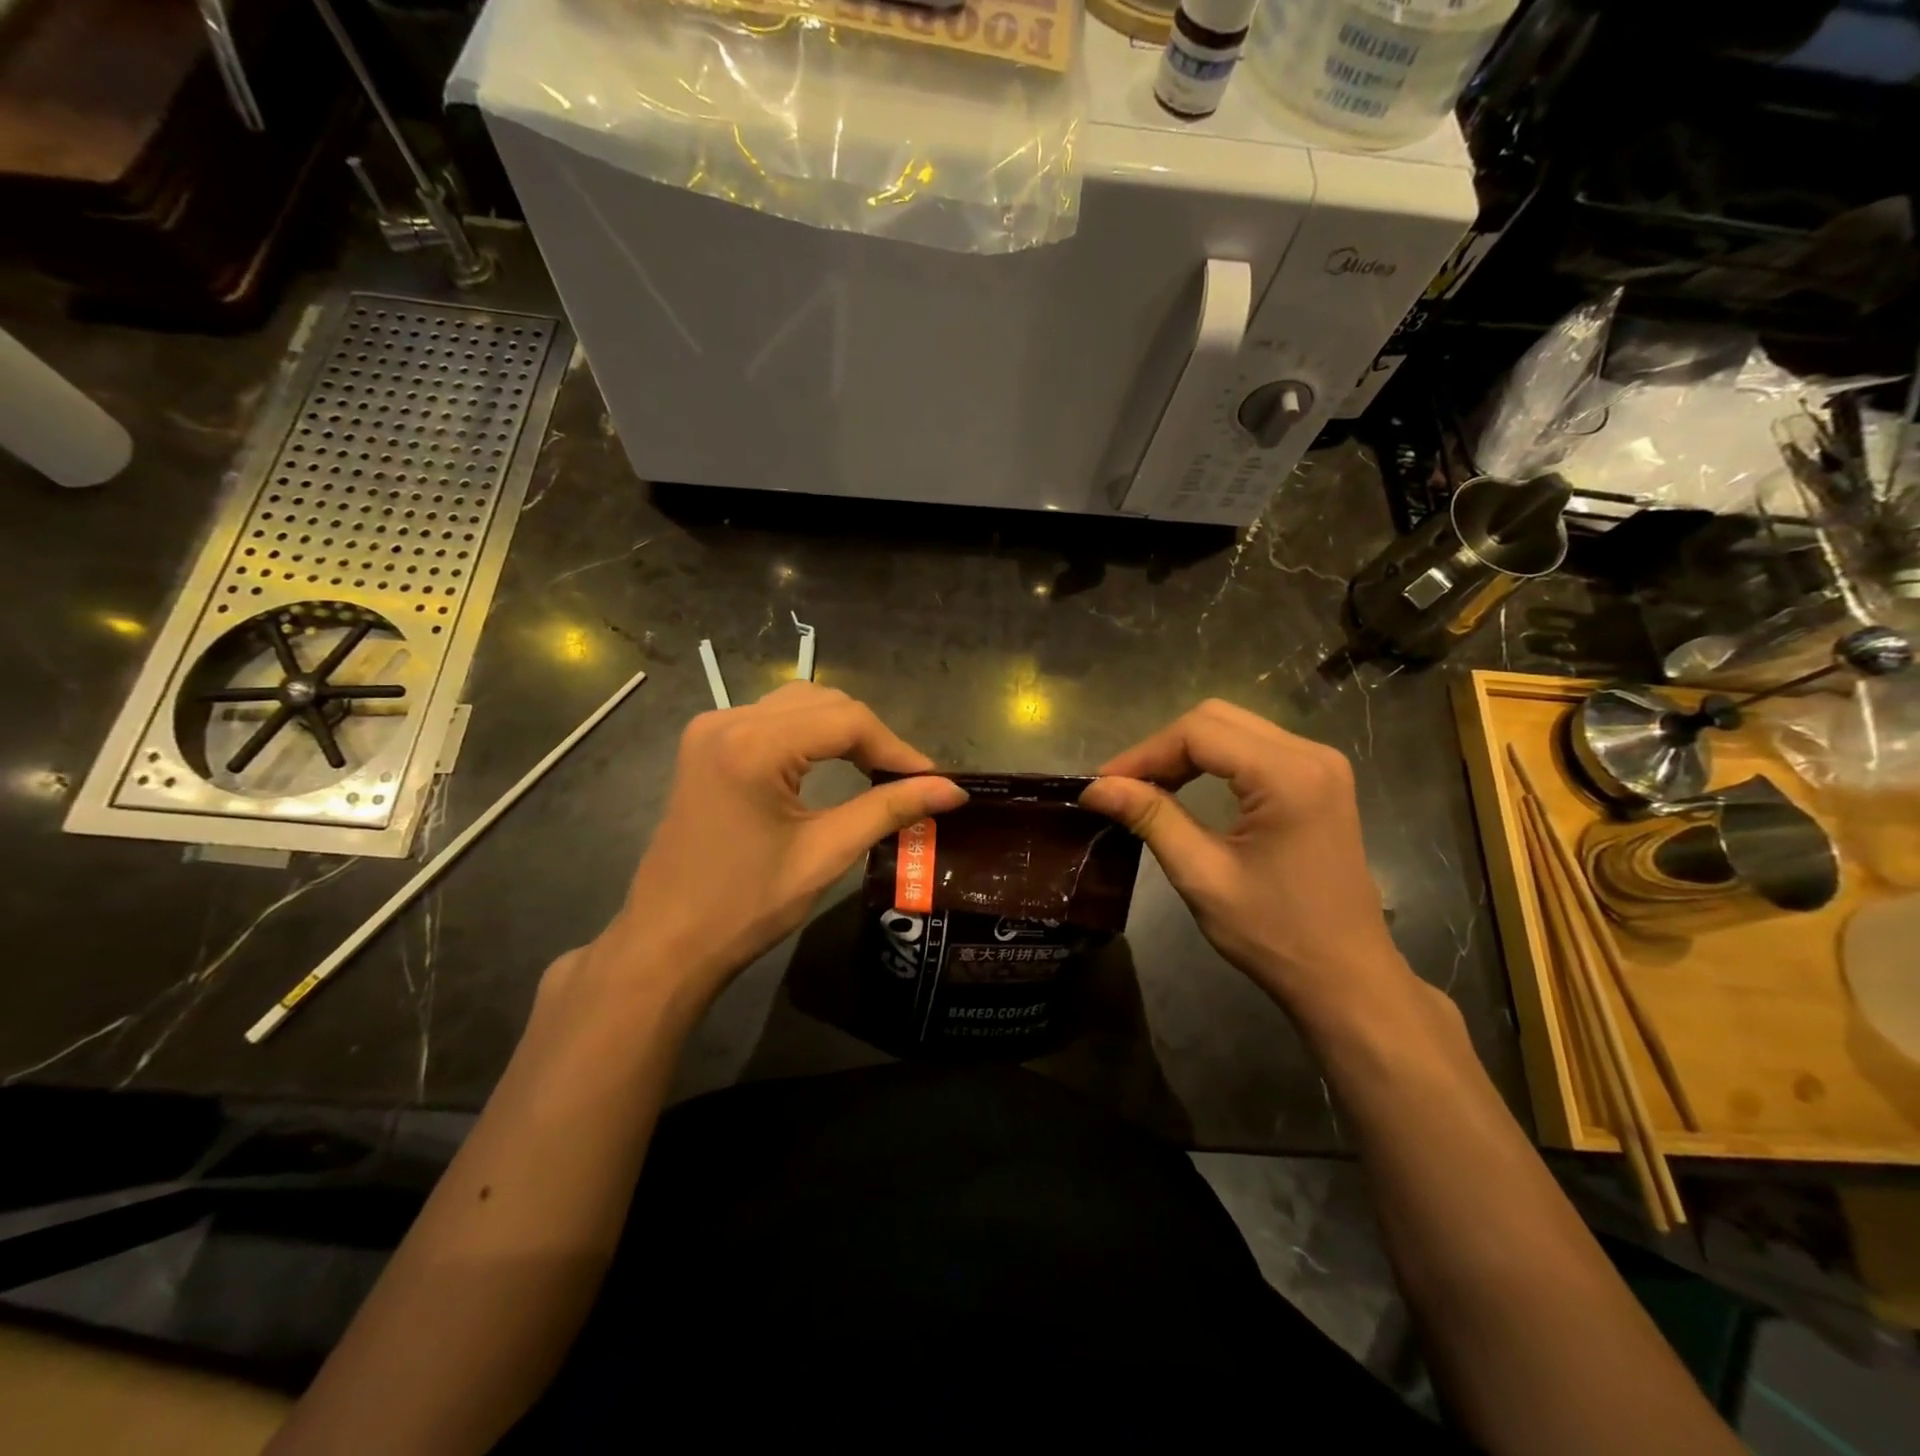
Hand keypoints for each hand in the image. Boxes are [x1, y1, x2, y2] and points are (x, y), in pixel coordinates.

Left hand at [589, 682, 966, 1013]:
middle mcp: (728, 721)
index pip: (846, 720)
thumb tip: (953, 790)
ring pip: (798, 705)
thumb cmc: (745, 907)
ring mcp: (711, 729)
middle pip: (823, 703)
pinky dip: (810, 736)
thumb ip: (890, 810)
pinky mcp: (706, 745)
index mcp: (753, 745)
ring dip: (842, 731)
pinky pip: (772, 720)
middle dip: (871, 737)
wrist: (666, 943)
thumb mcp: (825, 855)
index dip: (896, 747)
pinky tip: (833, 763)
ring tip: (878, 771)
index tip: (934, 779)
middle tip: (908, 779)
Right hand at [1080, 699, 1409, 1027]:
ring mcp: (1321, 764)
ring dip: (1185, 751)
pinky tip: (1186, 787)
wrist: (1346, 977)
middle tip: (1123, 787)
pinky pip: (1253, 747)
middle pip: (1216, 719)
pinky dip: (1212, 760)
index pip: (1198, 732)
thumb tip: (1095, 787)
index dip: (1143, 753)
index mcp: (1288, 775)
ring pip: (1233, 727)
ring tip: (1147, 788)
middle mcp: (1310, 754)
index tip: (1102, 784)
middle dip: (1162, 748)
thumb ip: (1151, 818)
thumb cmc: (1274, 934)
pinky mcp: (1319, 780)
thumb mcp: (1202, 875)